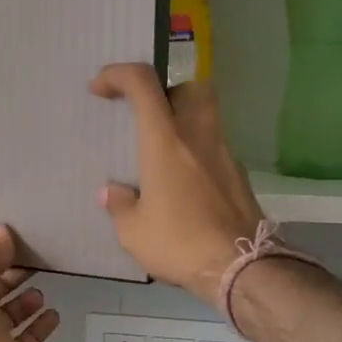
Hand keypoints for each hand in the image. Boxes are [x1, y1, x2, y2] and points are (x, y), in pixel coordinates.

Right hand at [91, 64, 263, 307]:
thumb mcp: (133, 231)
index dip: (117, 75)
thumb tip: (112, 192)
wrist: (241, 267)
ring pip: (206, 116)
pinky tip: (183, 186)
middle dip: (165, 90)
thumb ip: (120, 205)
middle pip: (189, 86)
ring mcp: (224, 154)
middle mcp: (198, 136)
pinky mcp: (238, 176)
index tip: (100, 88)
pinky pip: (214, 149)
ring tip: (161, 157)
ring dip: (183, 123)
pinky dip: (196, 154)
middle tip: (147, 116)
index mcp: (165, 140)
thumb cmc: (179, 242)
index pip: (142, 83)